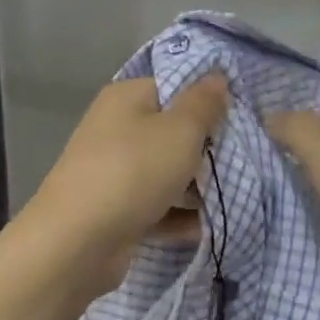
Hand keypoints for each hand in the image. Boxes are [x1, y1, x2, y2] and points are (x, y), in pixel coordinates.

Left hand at [24, 74, 229, 289]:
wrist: (77, 242)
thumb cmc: (133, 172)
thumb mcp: (180, 130)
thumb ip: (204, 103)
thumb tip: (217, 77)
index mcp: (126, 99)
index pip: (175, 88)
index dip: (208, 102)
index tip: (241, 122)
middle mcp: (116, 130)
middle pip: (172, 133)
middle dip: (207, 151)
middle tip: (241, 165)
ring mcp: (113, 173)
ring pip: (166, 174)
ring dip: (197, 189)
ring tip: (233, 199)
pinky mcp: (116, 212)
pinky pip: (157, 208)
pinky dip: (179, 218)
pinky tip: (208, 228)